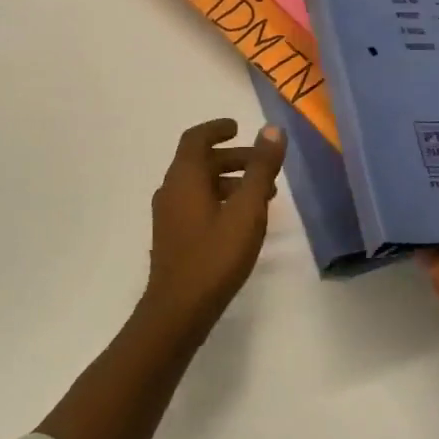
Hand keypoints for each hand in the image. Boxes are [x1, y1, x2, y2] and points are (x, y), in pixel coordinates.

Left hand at [141, 118, 288, 342]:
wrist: (178, 310)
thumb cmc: (215, 256)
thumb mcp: (247, 210)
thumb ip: (261, 168)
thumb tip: (271, 129)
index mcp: (184, 177)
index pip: (196, 138)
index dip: (217, 129)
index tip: (238, 127)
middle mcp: (171, 190)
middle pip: (200, 162)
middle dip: (232, 158)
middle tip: (263, 166)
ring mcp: (168, 215)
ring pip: (199, 185)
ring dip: (229, 181)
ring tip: (263, 196)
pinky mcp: (172, 236)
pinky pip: (195, 204)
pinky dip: (219, 199)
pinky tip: (241, 221)